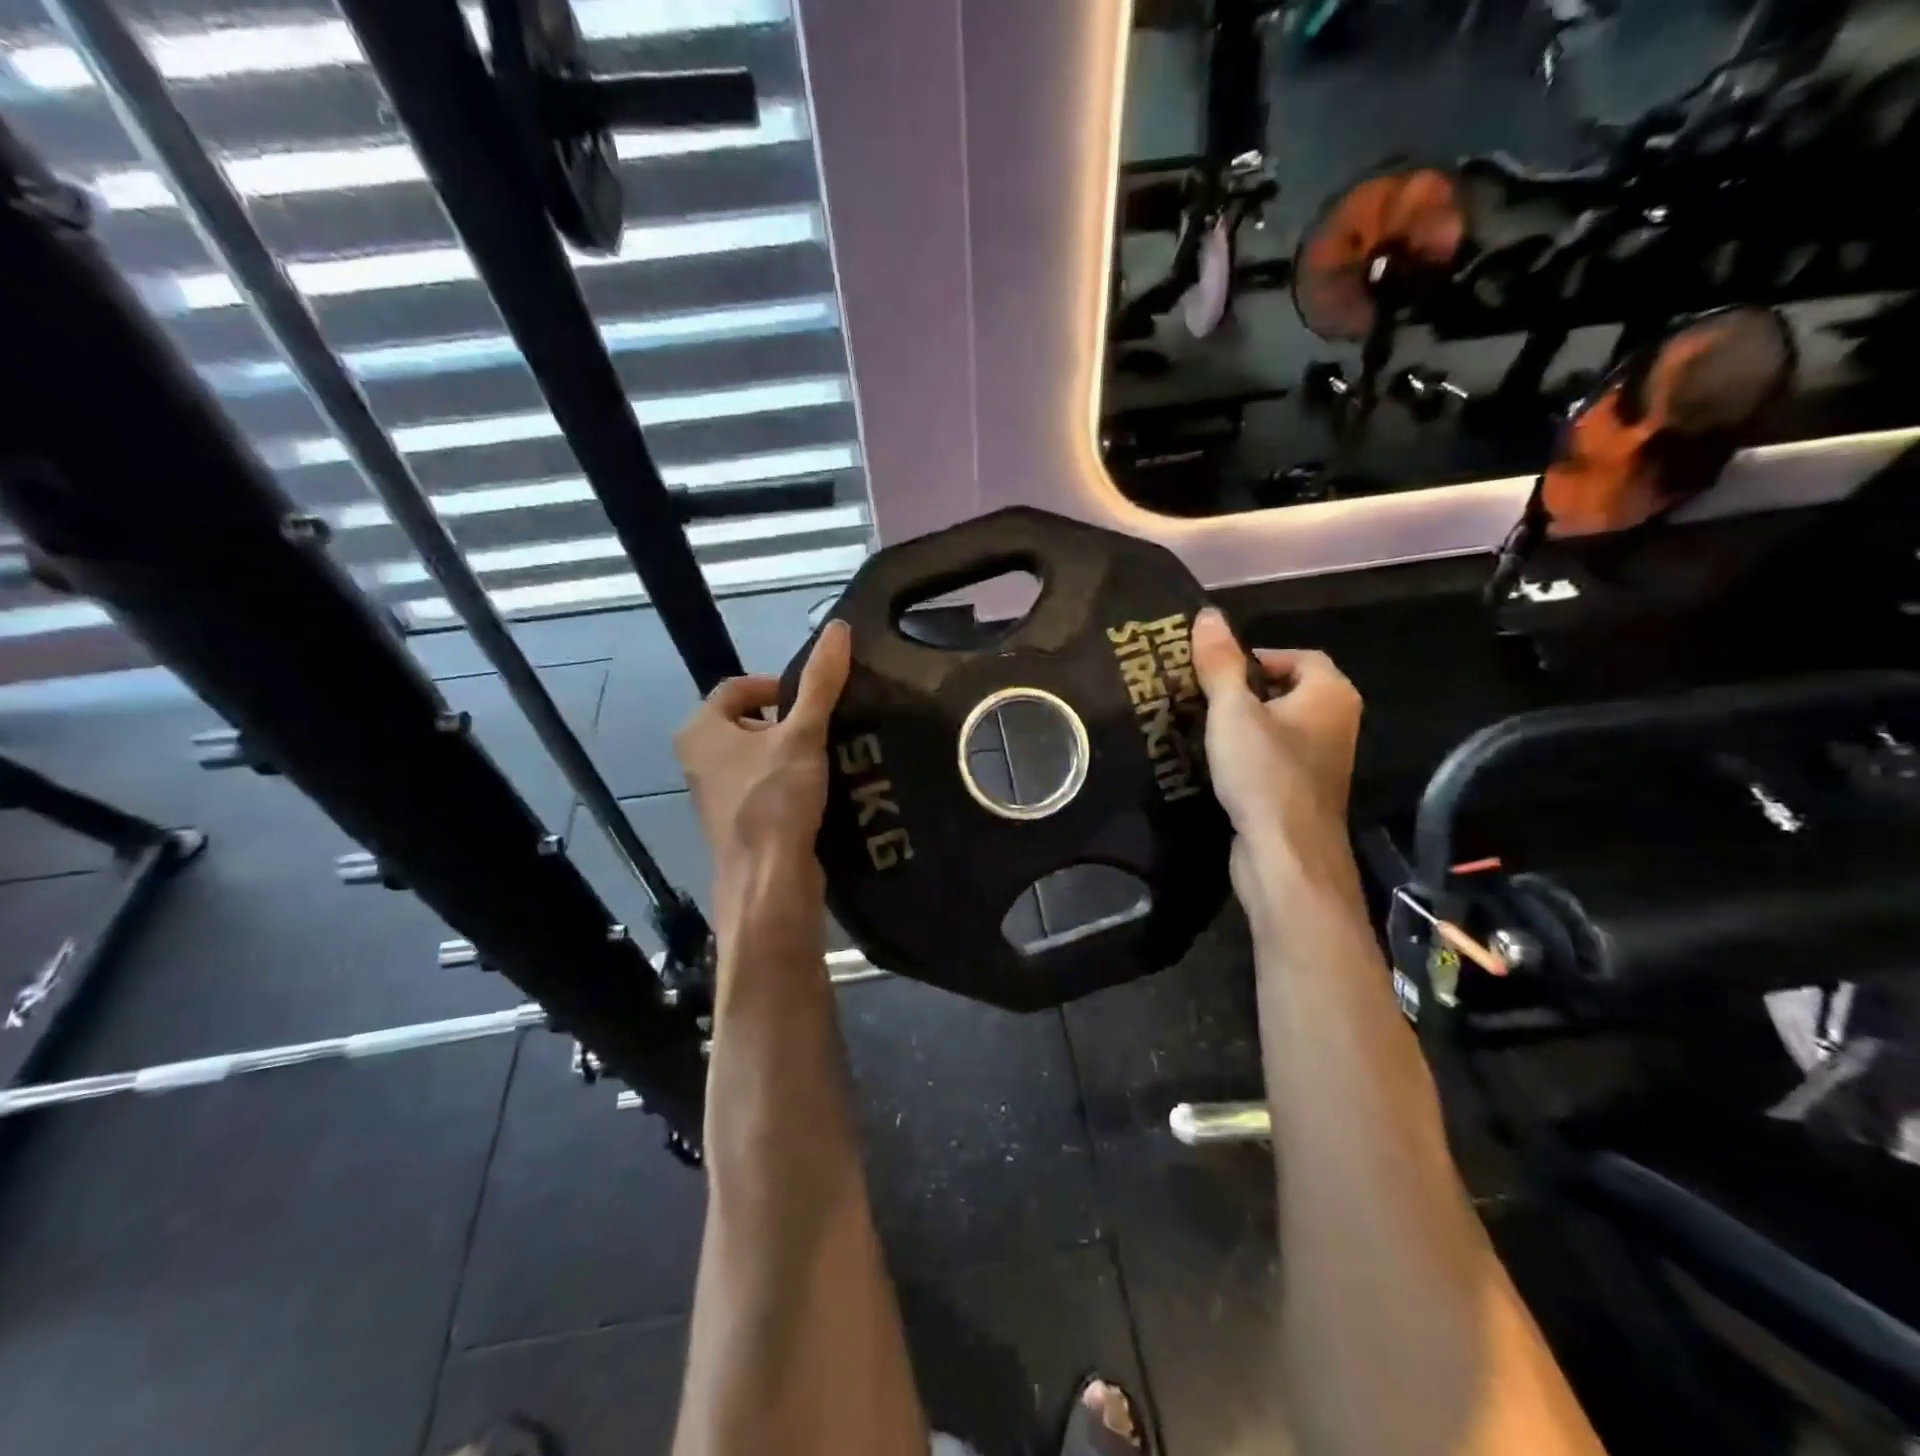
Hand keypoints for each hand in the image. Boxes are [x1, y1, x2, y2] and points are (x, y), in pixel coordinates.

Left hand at [674, 620, 850, 891]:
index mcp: (700, 730)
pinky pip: (766, 786)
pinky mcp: (739, 822)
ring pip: (761, 756)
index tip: (814, 701)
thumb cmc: (775, 800)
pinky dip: (791, 782)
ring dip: (794, 753)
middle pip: (751, 721)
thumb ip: (820, 683)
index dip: (778, 686)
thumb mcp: (803, 734)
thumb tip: (837, 627)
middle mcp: (699, 759)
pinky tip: (822, 791)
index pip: (738, 687)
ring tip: (831, 758)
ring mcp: (717, 794)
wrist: (767, 882)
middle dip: (790, 722)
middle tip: (826, 730)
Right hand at [1190, 607, 1362, 887]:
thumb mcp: (1233, 711)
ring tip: (1202, 725)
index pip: (1298, 656)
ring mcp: (1323, 761)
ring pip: (1279, 726)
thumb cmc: (1264, 773)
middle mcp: (1336, 722)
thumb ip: (1220, 663)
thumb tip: (1208, 614)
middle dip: (1244, 690)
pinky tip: (1216, 763)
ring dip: (1244, 724)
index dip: (1256, 656)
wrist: (1286, 855)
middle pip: (1288, 689)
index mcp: (1331, 694)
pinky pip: (1275, 756)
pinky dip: (1249, 753)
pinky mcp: (1303, 791)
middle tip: (1202, 696)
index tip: (1215, 670)